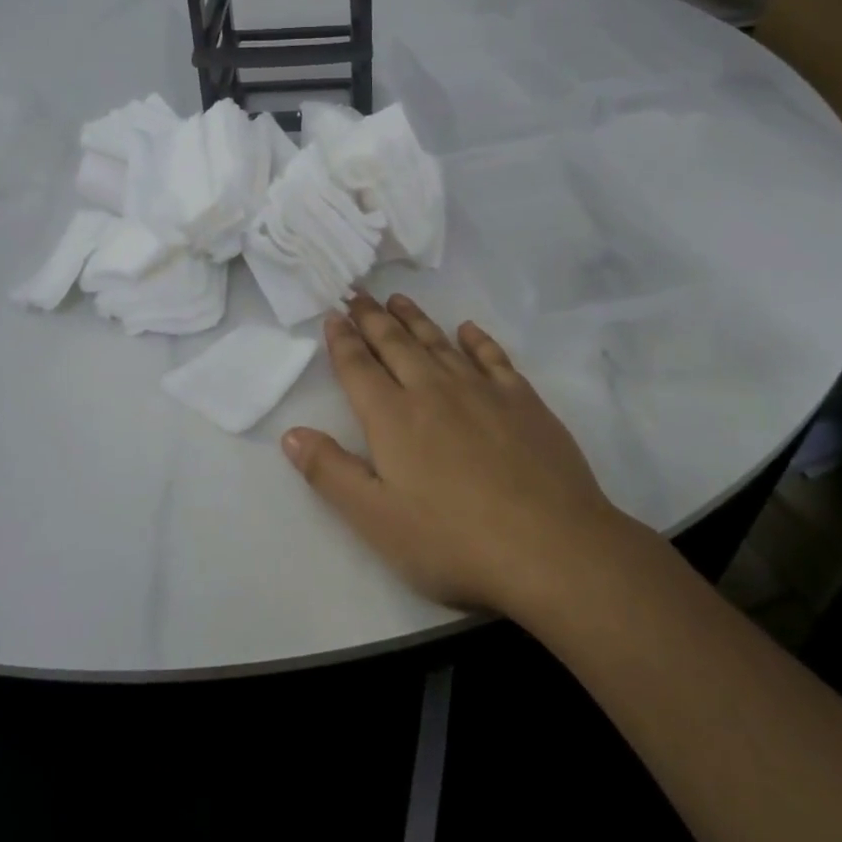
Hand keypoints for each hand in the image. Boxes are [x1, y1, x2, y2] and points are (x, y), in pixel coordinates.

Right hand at [281, 292, 637, 614]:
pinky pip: (493, 358)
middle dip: (372, 318)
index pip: (358, 368)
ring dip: (416, 320)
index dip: (342, 340)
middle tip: (358, 293)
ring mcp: (482, 391)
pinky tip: (468, 330)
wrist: (551, 547)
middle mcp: (433, 391)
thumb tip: (290, 433)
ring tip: (398, 300)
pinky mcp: (523, 401)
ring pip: (439, 344)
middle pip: (395, 344)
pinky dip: (477, 340)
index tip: (333, 315)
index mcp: (393, 418)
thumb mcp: (376, 519)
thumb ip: (330, 472)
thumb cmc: (453, 541)